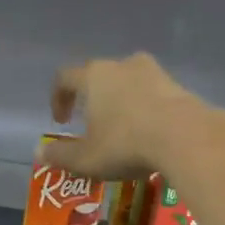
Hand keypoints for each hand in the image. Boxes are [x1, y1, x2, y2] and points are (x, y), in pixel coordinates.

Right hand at [44, 52, 205, 179]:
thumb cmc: (126, 144)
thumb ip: (60, 155)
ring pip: (128, 83)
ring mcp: (154, 72)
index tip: (60, 121)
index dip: (58, 98)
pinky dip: (144, 109)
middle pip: (99, 76)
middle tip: (91, 124)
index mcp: (94, 76)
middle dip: (91, 99)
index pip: (65, 78)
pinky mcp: (178, 86)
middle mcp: (122, 65)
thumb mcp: (86, 158)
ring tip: (121, 130)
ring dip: (120, 103)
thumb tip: (39, 152)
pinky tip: (147, 133)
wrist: (186, 137)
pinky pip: (152, 94)